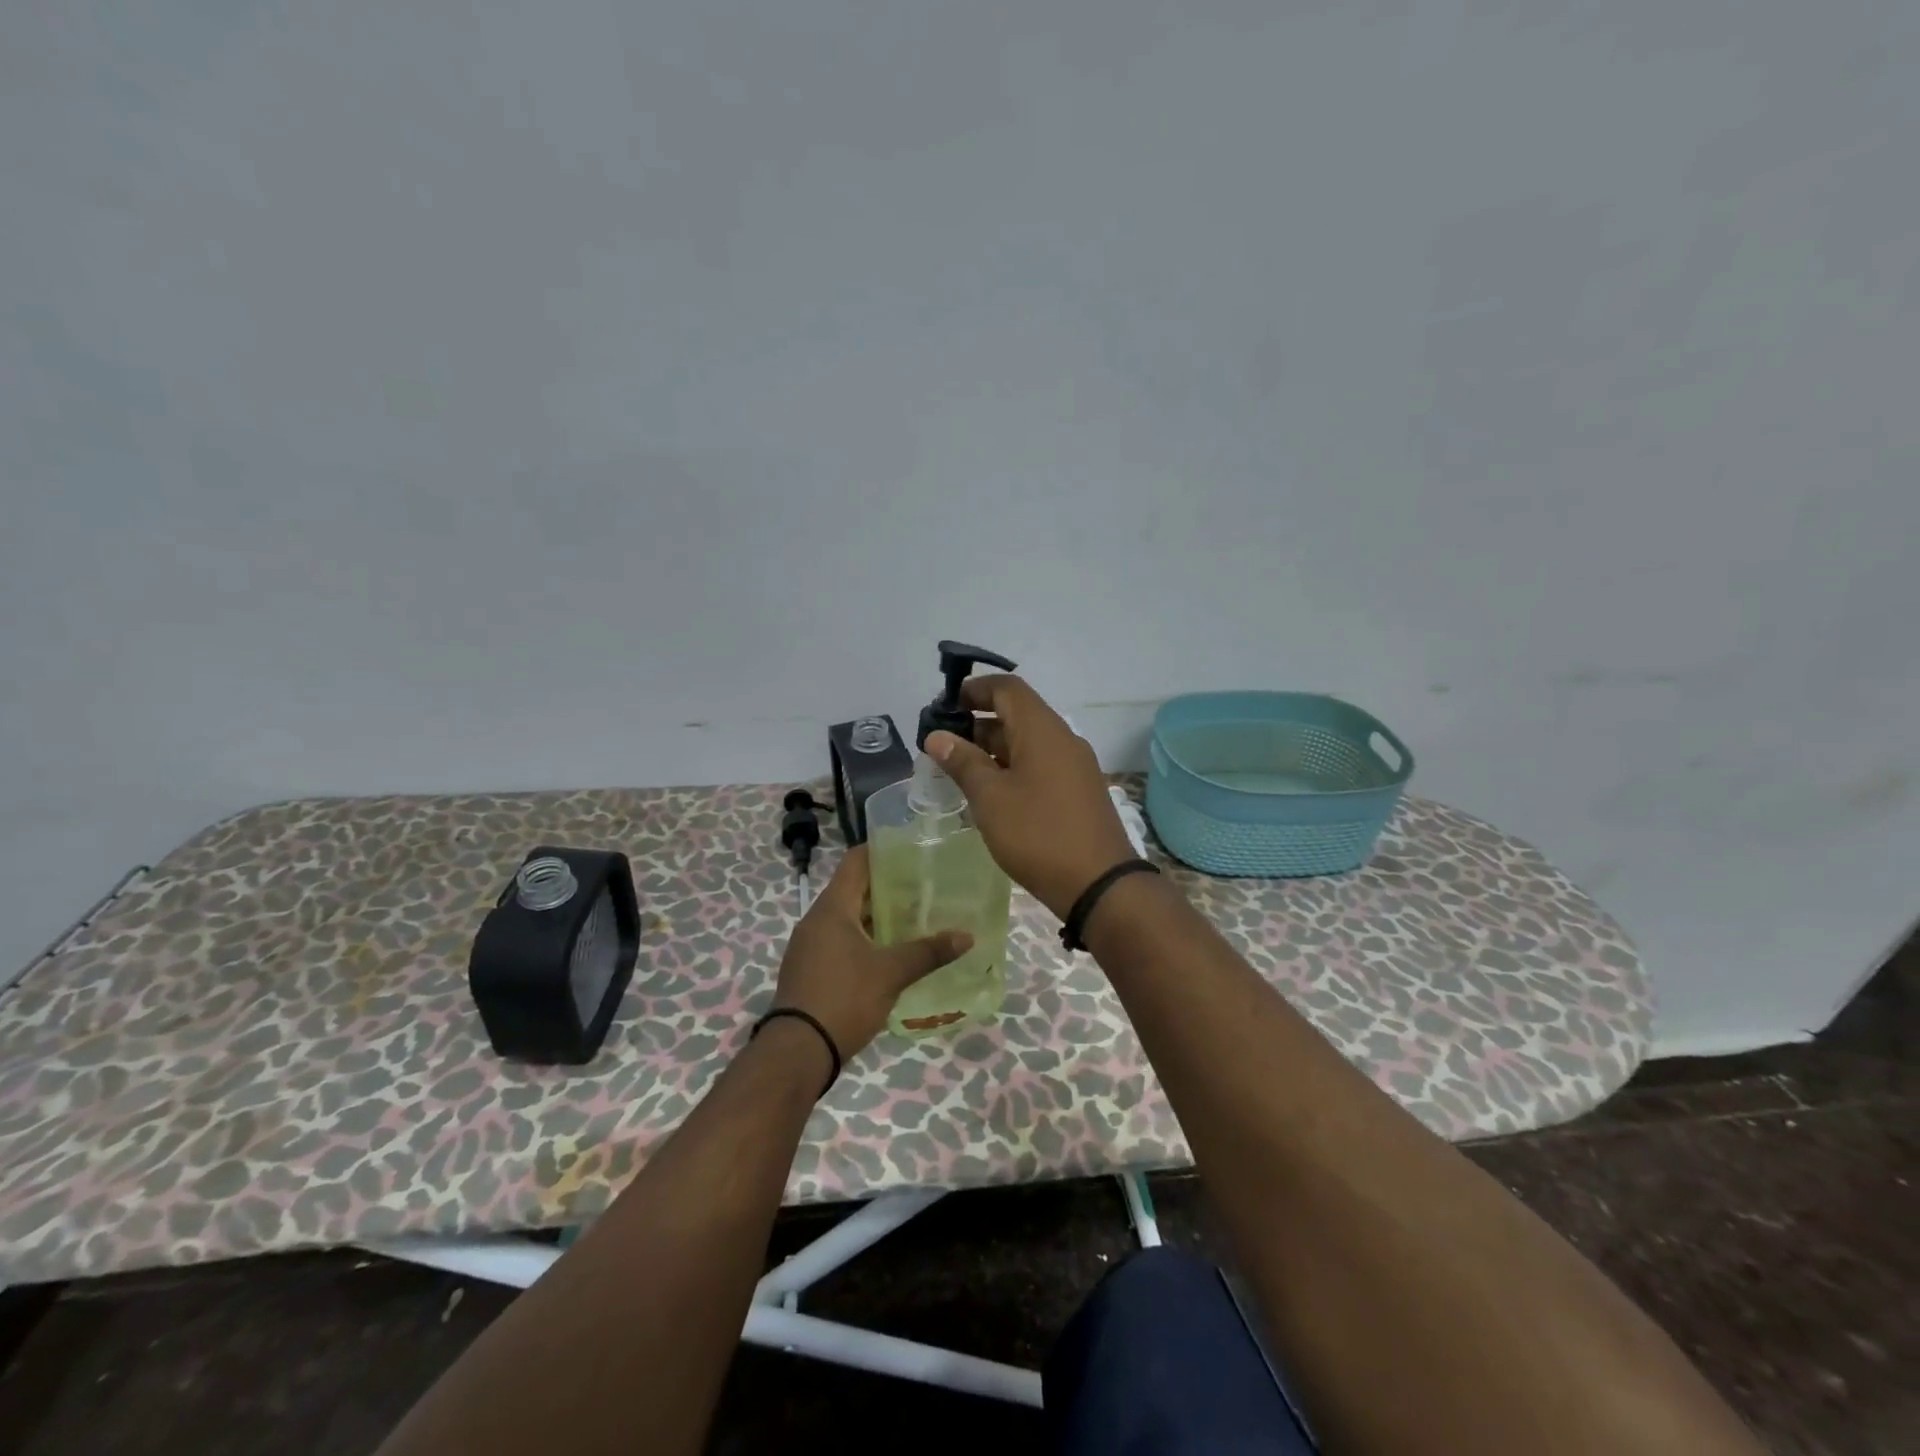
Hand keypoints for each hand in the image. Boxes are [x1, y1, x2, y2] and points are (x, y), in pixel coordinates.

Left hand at [771, 845, 971, 1061]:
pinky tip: (890, 951)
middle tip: (925, 886)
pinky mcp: (810, 969)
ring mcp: (810, 946)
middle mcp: (816, 920)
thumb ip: (929, 952)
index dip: (882, 851)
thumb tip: (967, 937)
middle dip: (887, 886)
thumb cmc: (844, 998)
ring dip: (877, 915)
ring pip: (847, 917)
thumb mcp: (891, 973)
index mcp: (832, 908)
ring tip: (914, 917)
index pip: (855, 862)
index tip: (912, 850)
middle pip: (853, 889)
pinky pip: (840, 940)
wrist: (798, 1051)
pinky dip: (865, 938)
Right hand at [926, 674, 1139, 919]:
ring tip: (959, 772)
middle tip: (943, 747)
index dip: (974, 690)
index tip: (944, 707)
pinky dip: (1013, 769)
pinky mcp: (1079, 791)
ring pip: (1028, 743)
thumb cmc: (1038, 834)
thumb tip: (937, 736)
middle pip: (1017, 715)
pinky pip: (1041, 766)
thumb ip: (963, 762)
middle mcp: (1063, 739)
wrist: (1099, 884)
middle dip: (978, 724)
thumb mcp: (990, 798)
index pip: (1007, 688)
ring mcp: (1075, 766)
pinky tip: (992, 795)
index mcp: (1042, 730)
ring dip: (993, 750)